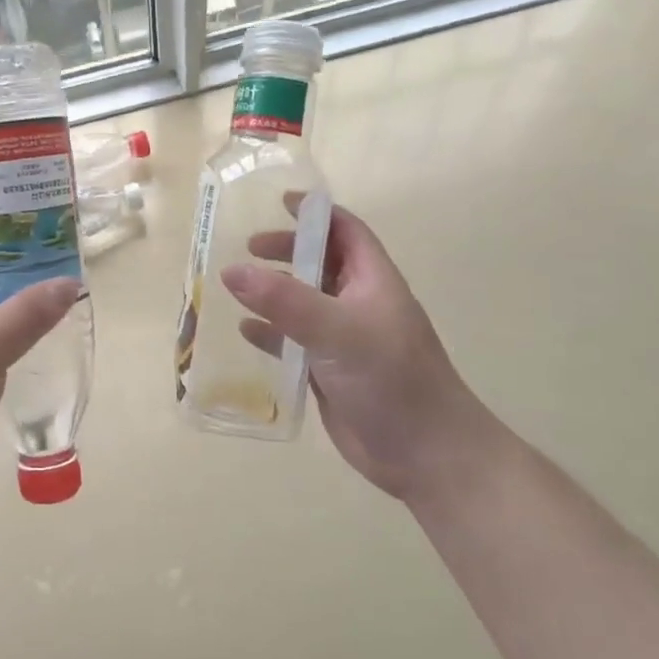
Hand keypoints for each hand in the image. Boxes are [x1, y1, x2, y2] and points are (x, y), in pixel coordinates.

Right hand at [220, 202, 499, 500]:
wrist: (426, 455)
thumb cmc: (391, 380)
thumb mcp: (337, 331)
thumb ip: (284, 300)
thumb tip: (231, 270)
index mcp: (372, 281)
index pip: (346, 231)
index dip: (316, 213)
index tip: (279, 203)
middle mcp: (358, 304)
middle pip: (320, 263)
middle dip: (286, 252)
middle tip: (247, 251)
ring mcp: (344, 340)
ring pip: (303, 303)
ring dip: (272, 292)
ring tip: (235, 287)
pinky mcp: (330, 372)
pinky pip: (294, 342)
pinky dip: (270, 334)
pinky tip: (245, 332)